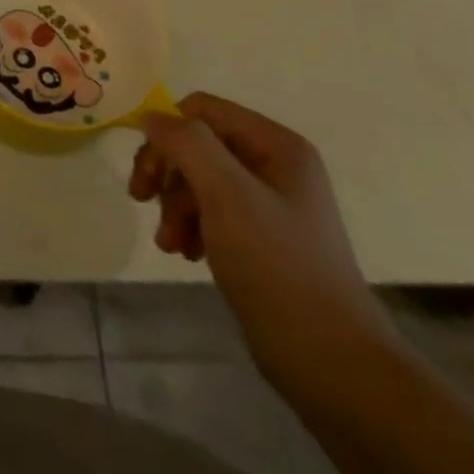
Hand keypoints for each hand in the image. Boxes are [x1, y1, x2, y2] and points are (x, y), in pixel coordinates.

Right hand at [129, 93, 395, 388]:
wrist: (331, 363)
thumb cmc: (277, 266)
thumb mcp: (226, 194)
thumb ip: (186, 143)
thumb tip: (151, 116)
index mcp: (276, 145)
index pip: (201, 110)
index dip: (166, 132)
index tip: (146, 173)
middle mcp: (275, 165)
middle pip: (196, 144)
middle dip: (167, 174)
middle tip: (142, 200)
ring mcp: (269, 202)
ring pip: (198, 178)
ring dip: (174, 205)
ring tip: (169, 243)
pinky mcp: (262, 237)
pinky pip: (211, 211)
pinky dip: (190, 226)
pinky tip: (186, 252)